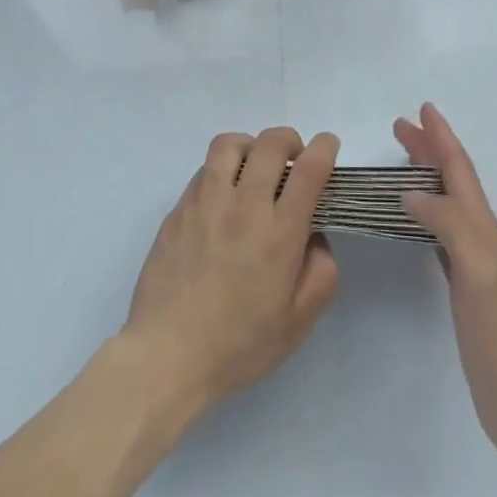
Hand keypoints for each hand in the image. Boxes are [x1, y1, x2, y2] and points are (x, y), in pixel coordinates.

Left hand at [123, 127, 341, 416]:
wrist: (167, 355)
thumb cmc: (238, 345)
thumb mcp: (297, 323)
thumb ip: (321, 274)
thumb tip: (316, 237)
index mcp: (279, 232)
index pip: (309, 169)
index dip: (324, 148)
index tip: (329, 146)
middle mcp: (244, 205)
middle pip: (271, 143)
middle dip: (290, 141)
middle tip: (294, 159)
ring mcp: (206, 201)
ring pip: (230, 144)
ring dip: (251, 146)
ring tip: (254, 168)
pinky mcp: (179, 208)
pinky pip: (203, 169)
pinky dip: (221, 170)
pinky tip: (223, 197)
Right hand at [396, 103, 496, 456]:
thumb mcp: (477, 268)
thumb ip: (448, 223)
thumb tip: (410, 193)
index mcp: (482, 225)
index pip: (458, 169)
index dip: (440, 138)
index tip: (422, 109)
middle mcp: (478, 234)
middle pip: (451, 178)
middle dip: (428, 148)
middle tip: (400, 127)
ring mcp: (472, 259)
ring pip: (445, 200)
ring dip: (425, 174)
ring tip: (402, 159)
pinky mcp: (463, 284)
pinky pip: (439, 230)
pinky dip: (425, 210)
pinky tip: (414, 216)